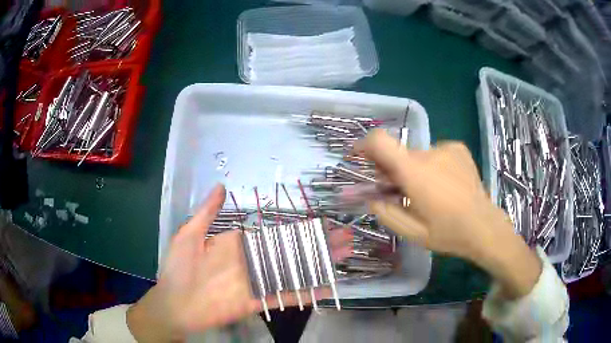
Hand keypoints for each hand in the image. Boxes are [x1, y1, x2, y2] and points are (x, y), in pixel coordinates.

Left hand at [127, 184, 351, 341]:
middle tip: (345, 238)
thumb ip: (207, 212)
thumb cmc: (177, 269)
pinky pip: (283, 296)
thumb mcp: (189, 235)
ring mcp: (256, 282)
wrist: (173, 303)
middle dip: (318, 244)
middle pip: (291, 251)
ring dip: (319, 264)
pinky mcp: (255, 302)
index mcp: (238, 243)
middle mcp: (252, 261)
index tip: (320, 221)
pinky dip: (304, 293)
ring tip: (343, 256)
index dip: (297, 227)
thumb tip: (220, 186)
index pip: (274, 233)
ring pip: (293, 271)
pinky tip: (325, 288)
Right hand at [356, 130, 540, 298]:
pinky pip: (435, 153)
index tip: (359, 157)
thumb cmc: (448, 233)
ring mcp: (446, 148)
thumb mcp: (412, 232)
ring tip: (428, 193)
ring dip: (414, 170)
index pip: (381, 142)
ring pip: (418, 156)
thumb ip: (386, 213)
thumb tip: (370, 198)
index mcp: (415, 173)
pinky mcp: (458, 148)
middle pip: (399, 154)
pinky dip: (432, 166)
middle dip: (392, 170)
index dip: (364, 145)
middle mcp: (429, 153)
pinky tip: (445, 185)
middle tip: (398, 192)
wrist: (485, 226)